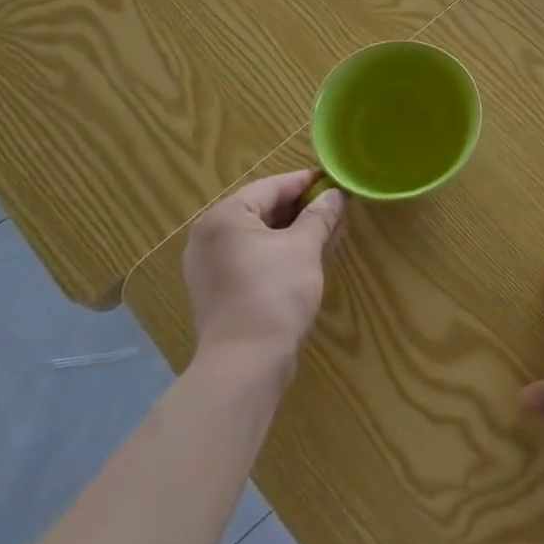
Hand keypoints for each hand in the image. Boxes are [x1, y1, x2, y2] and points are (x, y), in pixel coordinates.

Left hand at [182, 170, 346, 369]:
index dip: (305, 182)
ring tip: (325, 231)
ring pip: (257, 236)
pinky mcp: (216, 291)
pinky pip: (250, 258)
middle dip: (300, 209)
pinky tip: (304, 258)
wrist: (244, 364)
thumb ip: (320, 216)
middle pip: (261, 209)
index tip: (333, 180)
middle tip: (334, 207)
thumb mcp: (304, 248)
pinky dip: (276, 252)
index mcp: (225, 216)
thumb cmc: (274, 293)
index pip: (271, 187)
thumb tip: (334, 195)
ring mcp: (208, 266)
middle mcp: (209, 236)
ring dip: (291, 232)